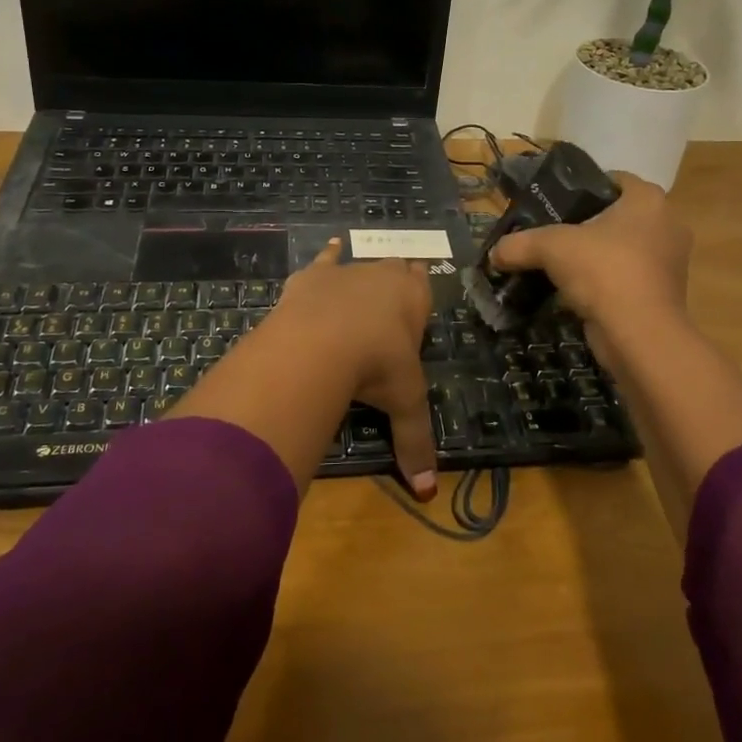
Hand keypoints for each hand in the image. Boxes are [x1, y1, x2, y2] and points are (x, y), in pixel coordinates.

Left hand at [260, 241, 437, 496]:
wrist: (323, 340)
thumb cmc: (376, 366)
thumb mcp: (403, 404)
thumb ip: (415, 443)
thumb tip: (427, 494)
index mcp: (414, 299)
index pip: (423, 284)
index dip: (420, 290)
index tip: (416, 297)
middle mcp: (384, 276)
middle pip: (395, 269)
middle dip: (394, 281)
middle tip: (389, 301)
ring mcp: (348, 271)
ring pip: (361, 263)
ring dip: (362, 273)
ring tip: (361, 284)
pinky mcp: (313, 274)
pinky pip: (325, 258)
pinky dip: (327, 255)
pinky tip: (330, 247)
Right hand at [488, 173, 690, 335]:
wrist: (640, 335)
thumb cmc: (603, 271)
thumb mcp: (551, 248)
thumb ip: (519, 244)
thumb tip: (494, 254)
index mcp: (648, 200)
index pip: (613, 179)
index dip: (581, 187)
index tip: (552, 202)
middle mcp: (665, 224)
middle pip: (615, 215)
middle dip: (584, 224)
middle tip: (549, 233)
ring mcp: (668, 261)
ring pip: (621, 248)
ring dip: (593, 256)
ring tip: (556, 263)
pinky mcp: (663, 294)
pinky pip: (626, 277)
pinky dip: (603, 282)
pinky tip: (573, 291)